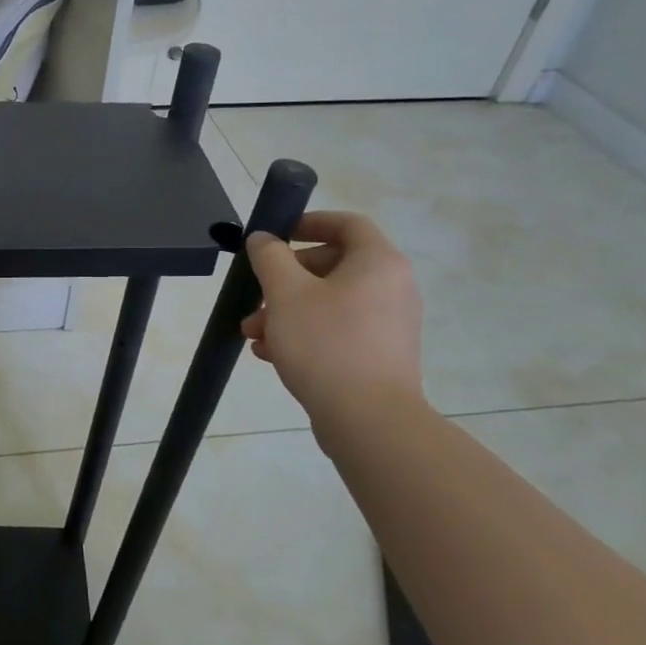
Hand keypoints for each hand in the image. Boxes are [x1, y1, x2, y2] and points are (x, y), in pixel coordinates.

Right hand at [242, 210, 424, 424]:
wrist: (369, 422)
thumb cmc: (326, 344)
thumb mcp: (286, 293)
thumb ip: (270, 257)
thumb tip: (264, 239)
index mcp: (378, 263)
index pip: (347, 223)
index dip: (309, 222)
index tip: (276, 236)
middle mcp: (392, 288)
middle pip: (332, 266)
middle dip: (285, 279)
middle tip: (256, 295)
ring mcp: (388, 326)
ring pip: (329, 303)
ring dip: (286, 311)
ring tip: (253, 333)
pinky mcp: (379, 357)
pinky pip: (337, 331)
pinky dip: (304, 335)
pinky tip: (270, 354)